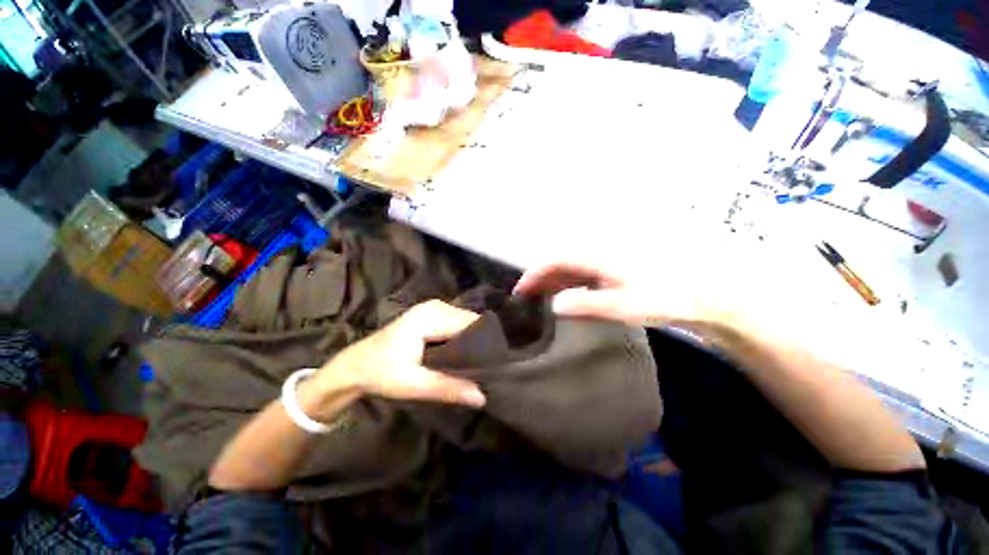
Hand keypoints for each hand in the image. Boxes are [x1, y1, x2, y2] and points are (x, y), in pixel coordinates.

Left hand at [316, 300, 485, 407]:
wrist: (354, 366)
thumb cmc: (381, 373)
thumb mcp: (414, 384)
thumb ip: (448, 388)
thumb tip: (482, 398)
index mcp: (430, 317)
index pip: (471, 323)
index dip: (484, 343)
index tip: (491, 365)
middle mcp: (435, 306)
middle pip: (470, 320)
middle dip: (479, 342)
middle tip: (485, 367)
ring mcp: (433, 308)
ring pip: (465, 321)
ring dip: (471, 340)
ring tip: (476, 362)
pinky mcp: (430, 314)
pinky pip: (456, 322)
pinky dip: (461, 337)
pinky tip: (462, 354)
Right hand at [514, 261, 726, 328]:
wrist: (700, 292)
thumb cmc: (662, 298)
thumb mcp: (623, 305)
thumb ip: (586, 304)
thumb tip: (554, 305)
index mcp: (597, 257)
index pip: (555, 261)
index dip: (534, 274)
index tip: (520, 291)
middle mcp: (597, 252)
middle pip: (559, 261)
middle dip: (539, 278)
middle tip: (527, 299)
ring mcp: (605, 259)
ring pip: (568, 266)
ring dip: (552, 281)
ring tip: (540, 299)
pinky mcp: (612, 267)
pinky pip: (581, 271)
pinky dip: (567, 282)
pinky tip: (564, 295)